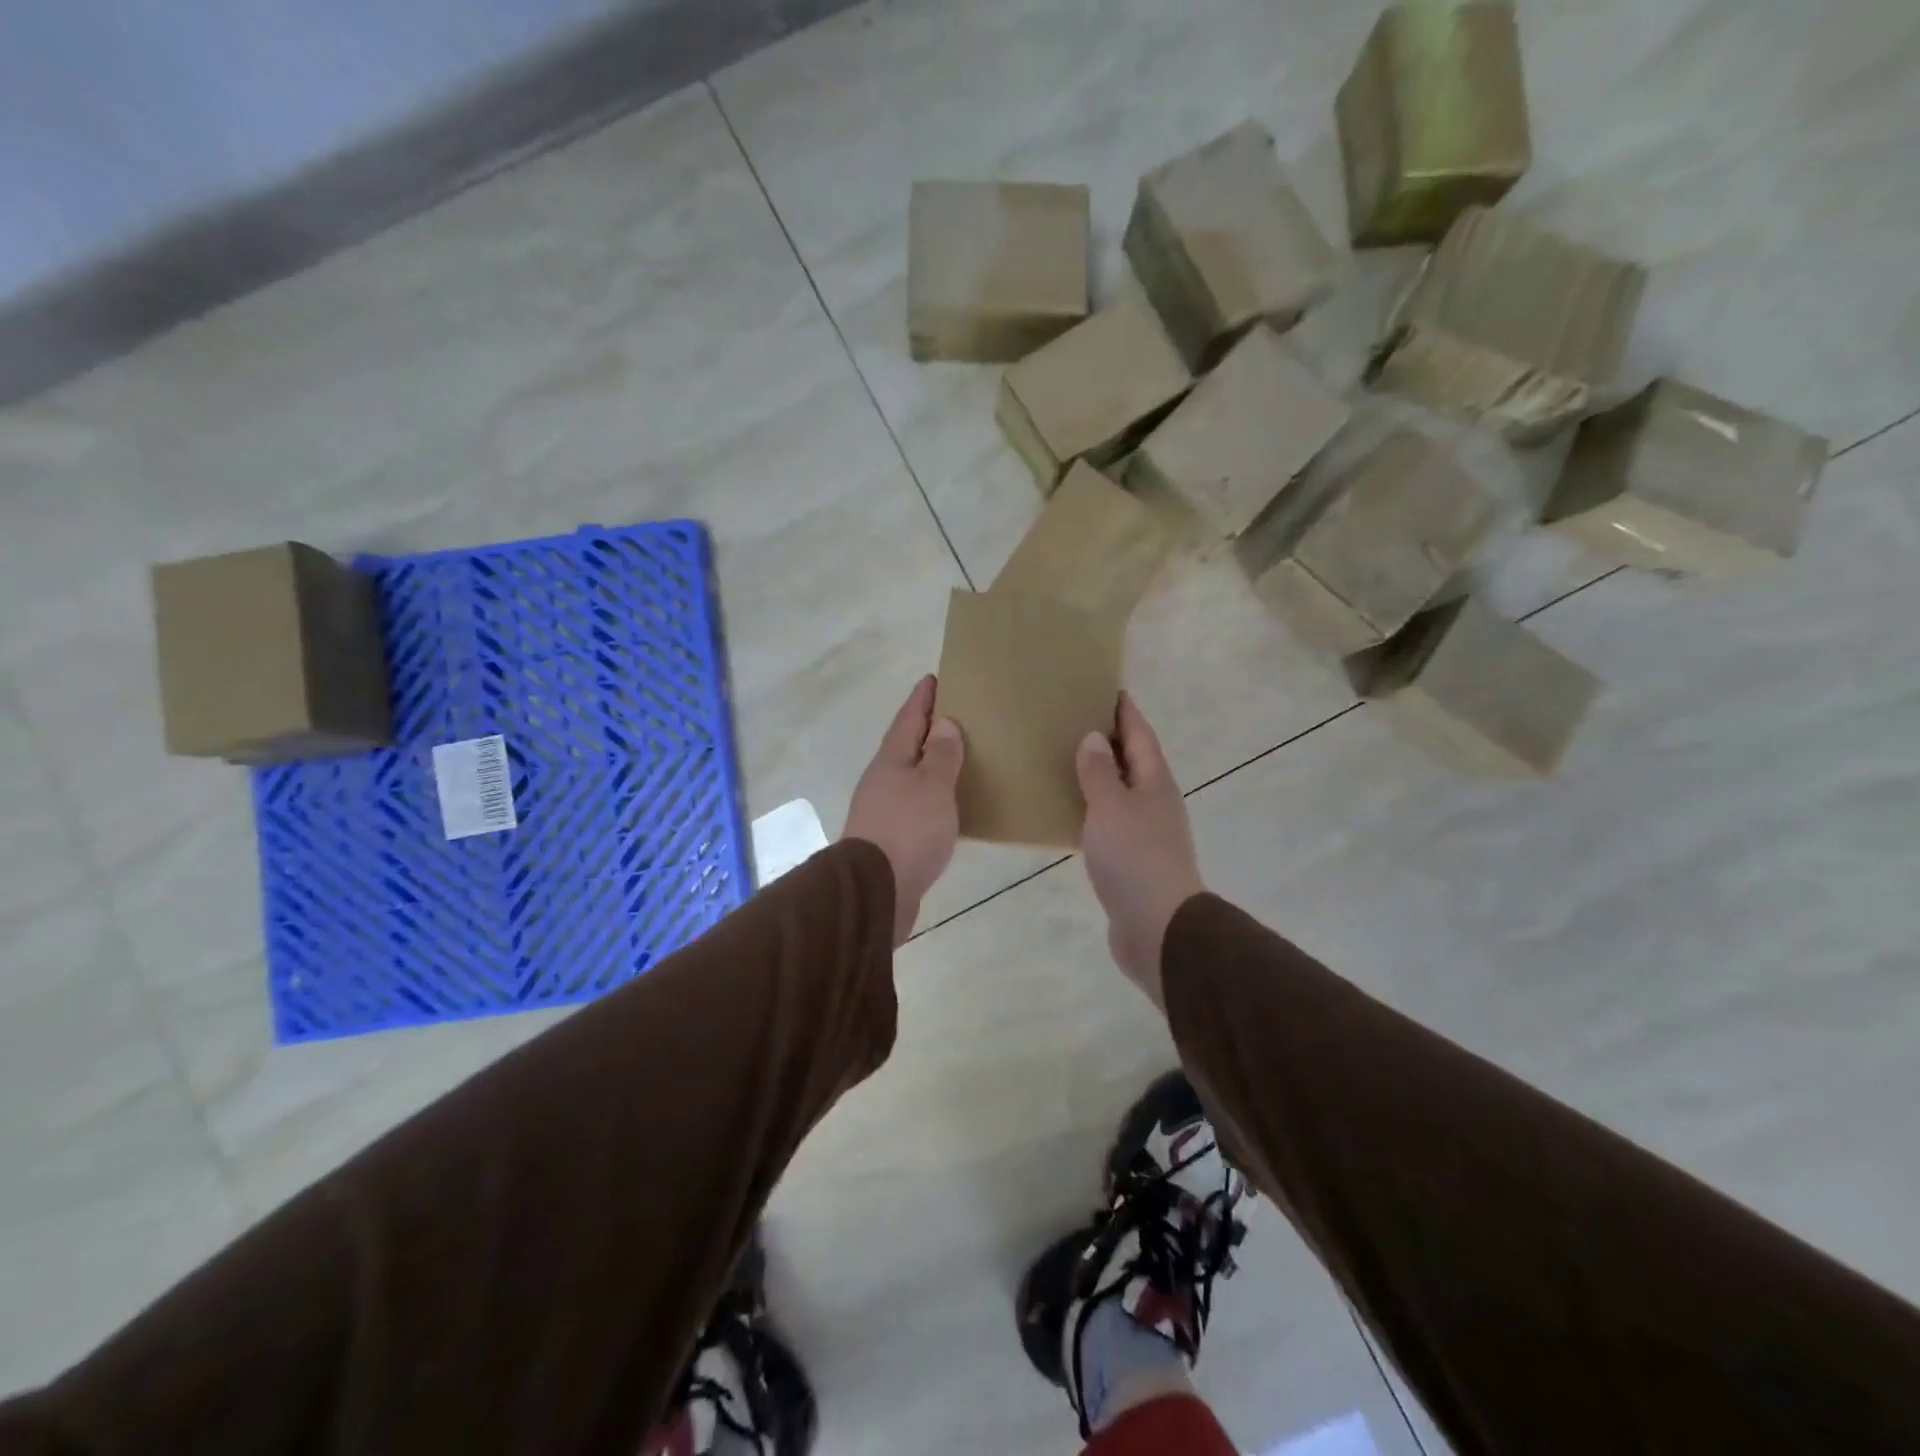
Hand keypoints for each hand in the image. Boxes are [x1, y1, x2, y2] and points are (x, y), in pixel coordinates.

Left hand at [843, 676, 964, 944]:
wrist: (876, 891)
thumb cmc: (908, 829)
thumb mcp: (932, 786)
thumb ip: (940, 755)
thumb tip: (943, 724)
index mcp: (891, 760)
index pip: (908, 718)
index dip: (922, 698)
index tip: (934, 678)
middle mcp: (882, 780)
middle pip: (905, 746)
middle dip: (925, 730)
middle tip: (952, 716)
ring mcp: (882, 810)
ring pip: (909, 777)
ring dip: (928, 765)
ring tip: (956, 758)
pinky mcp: (889, 839)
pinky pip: (914, 806)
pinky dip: (931, 798)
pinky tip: (947, 806)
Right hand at [1077, 693, 1205, 1007]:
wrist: (1158, 926)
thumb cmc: (1134, 858)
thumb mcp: (1110, 807)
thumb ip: (1099, 772)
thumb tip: (1094, 737)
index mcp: (1154, 781)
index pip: (1139, 734)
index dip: (1124, 710)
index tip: (1106, 688)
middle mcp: (1155, 801)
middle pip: (1133, 760)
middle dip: (1109, 740)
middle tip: (1075, 720)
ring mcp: (1147, 832)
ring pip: (1122, 792)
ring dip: (1100, 776)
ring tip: (1066, 761)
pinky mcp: (1134, 859)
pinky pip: (1111, 821)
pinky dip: (1094, 809)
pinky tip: (1071, 812)